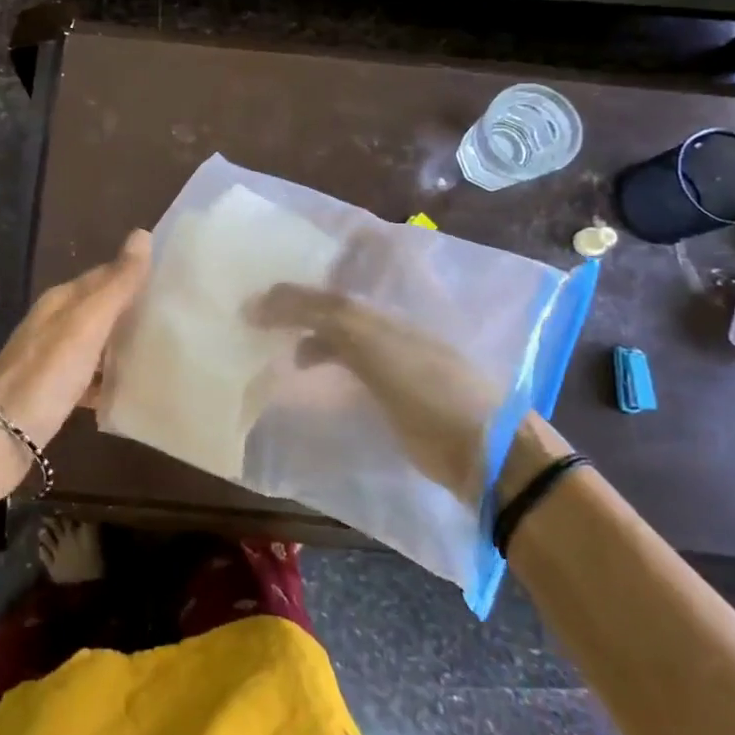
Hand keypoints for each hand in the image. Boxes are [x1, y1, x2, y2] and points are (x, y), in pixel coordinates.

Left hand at [0, 230, 152, 498]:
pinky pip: (90, 376)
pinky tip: (132, 389)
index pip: (104, 274)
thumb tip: (142, 234)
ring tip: (165, 348)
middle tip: (177, 314)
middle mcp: (54, 323)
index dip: (135, 273)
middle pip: (100, 308)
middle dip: (133, 309)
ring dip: (124, 343)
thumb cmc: (47, 374)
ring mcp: (51, 359)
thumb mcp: (87, 324)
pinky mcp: (54, 392)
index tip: (174, 277)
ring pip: (96, 342)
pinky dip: (110, 378)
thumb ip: (116, 284)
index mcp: (61, 300)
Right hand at [248, 284, 505, 502]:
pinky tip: (303, 382)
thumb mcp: (369, 341)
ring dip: (304, 338)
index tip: (255, 292)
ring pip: (336, 338)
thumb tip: (259, 303)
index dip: (296, 284)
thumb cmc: (425, 387)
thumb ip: (320, 314)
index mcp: (384, 308)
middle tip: (253, 317)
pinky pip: (345, 370)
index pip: (330, 283)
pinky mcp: (390, 397)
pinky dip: (320, 367)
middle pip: (331, 307)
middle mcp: (385, 327)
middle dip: (295, 308)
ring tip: (271, 350)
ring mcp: (390, 362)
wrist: (481, 451)